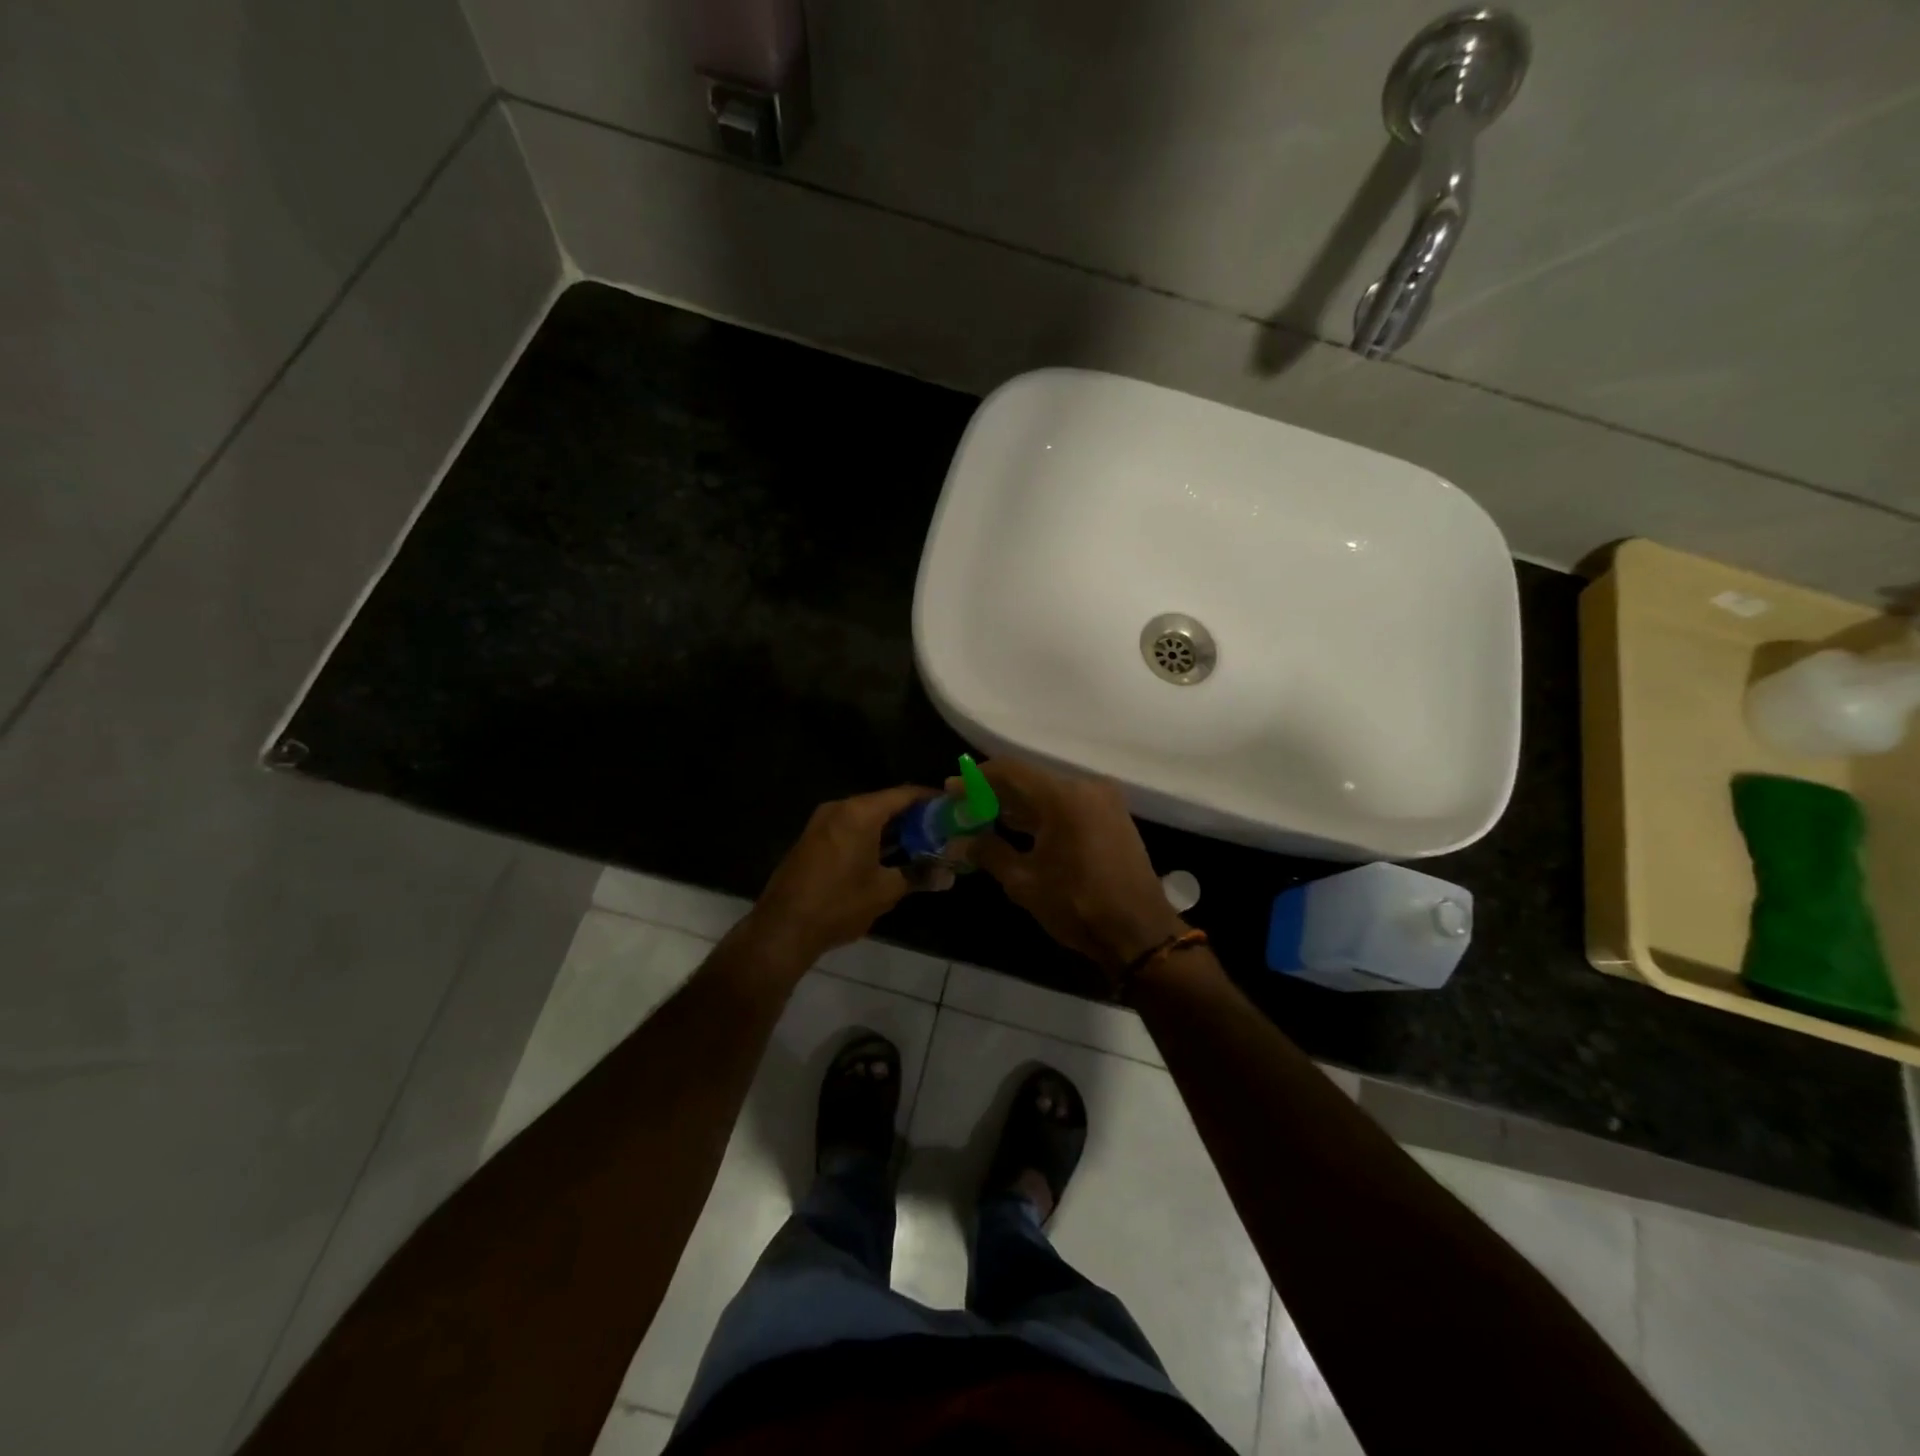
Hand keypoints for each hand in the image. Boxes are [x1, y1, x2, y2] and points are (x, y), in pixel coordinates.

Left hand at [740, 785, 932, 970]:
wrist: (782, 929)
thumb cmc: (838, 904)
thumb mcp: (884, 891)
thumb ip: (918, 875)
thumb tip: (949, 876)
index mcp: (859, 812)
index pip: (904, 794)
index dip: (931, 799)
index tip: (953, 808)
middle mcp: (840, 808)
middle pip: (885, 803)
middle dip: (913, 816)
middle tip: (942, 830)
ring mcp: (822, 823)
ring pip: (867, 817)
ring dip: (892, 829)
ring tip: (922, 843)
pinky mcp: (813, 839)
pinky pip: (850, 828)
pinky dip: (872, 836)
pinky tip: (890, 855)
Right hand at [968, 758, 1186, 983]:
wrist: (1139, 932)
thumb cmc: (1078, 906)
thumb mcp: (1024, 882)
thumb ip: (989, 853)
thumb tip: (960, 841)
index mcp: (1063, 797)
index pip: (1009, 771)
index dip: (976, 779)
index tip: (951, 789)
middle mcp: (1086, 787)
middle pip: (1030, 779)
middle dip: (995, 792)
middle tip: (965, 806)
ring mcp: (1104, 800)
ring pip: (1050, 791)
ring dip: (1019, 803)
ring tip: (985, 818)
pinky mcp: (1113, 816)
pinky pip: (1069, 803)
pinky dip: (1043, 812)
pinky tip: (1020, 828)